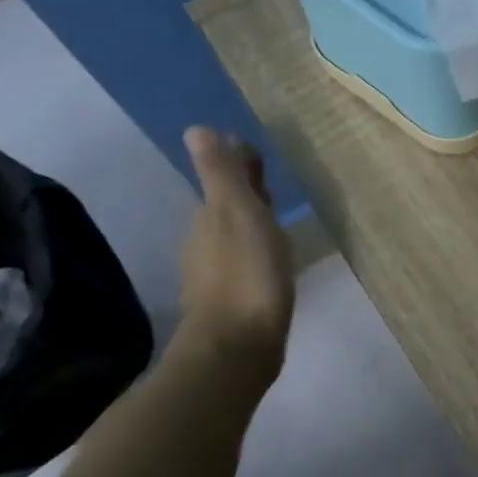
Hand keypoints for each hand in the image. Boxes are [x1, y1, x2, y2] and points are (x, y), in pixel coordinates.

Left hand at [173, 127, 293, 381]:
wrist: (237, 348)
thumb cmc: (246, 276)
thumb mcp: (238, 215)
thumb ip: (221, 174)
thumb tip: (197, 128)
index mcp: (210, 217)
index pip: (223, 180)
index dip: (240, 167)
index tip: (259, 155)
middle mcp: (206, 242)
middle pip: (228, 208)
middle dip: (247, 195)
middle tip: (274, 185)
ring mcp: (216, 275)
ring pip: (235, 238)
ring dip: (253, 226)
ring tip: (280, 223)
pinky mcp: (232, 302)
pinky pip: (244, 265)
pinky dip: (256, 255)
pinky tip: (274, 265)